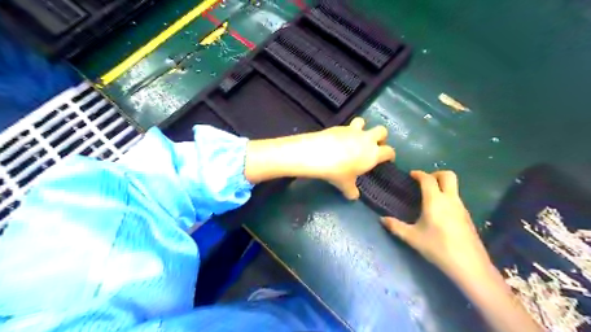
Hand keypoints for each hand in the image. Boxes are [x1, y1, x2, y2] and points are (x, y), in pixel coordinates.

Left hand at [246, 117, 395, 198]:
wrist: (319, 154)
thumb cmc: (337, 172)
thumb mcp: (345, 185)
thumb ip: (352, 191)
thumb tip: (354, 197)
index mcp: (373, 154)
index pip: (389, 151)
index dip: (390, 155)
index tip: (388, 159)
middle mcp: (366, 139)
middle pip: (382, 131)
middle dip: (381, 137)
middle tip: (374, 145)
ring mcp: (353, 130)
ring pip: (363, 121)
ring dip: (363, 127)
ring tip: (357, 135)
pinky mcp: (339, 126)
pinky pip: (346, 126)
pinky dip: (345, 131)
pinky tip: (338, 139)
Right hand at [381, 170, 492, 281]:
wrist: (469, 265)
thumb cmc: (438, 247)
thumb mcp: (412, 237)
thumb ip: (395, 226)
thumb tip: (382, 219)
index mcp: (435, 200)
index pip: (428, 179)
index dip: (419, 174)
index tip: (411, 175)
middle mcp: (450, 199)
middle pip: (448, 175)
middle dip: (435, 174)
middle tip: (424, 182)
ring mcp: (461, 207)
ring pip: (454, 187)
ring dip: (442, 186)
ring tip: (429, 197)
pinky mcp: (467, 217)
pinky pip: (456, 199)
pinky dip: (447, 197)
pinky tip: (439, 212)